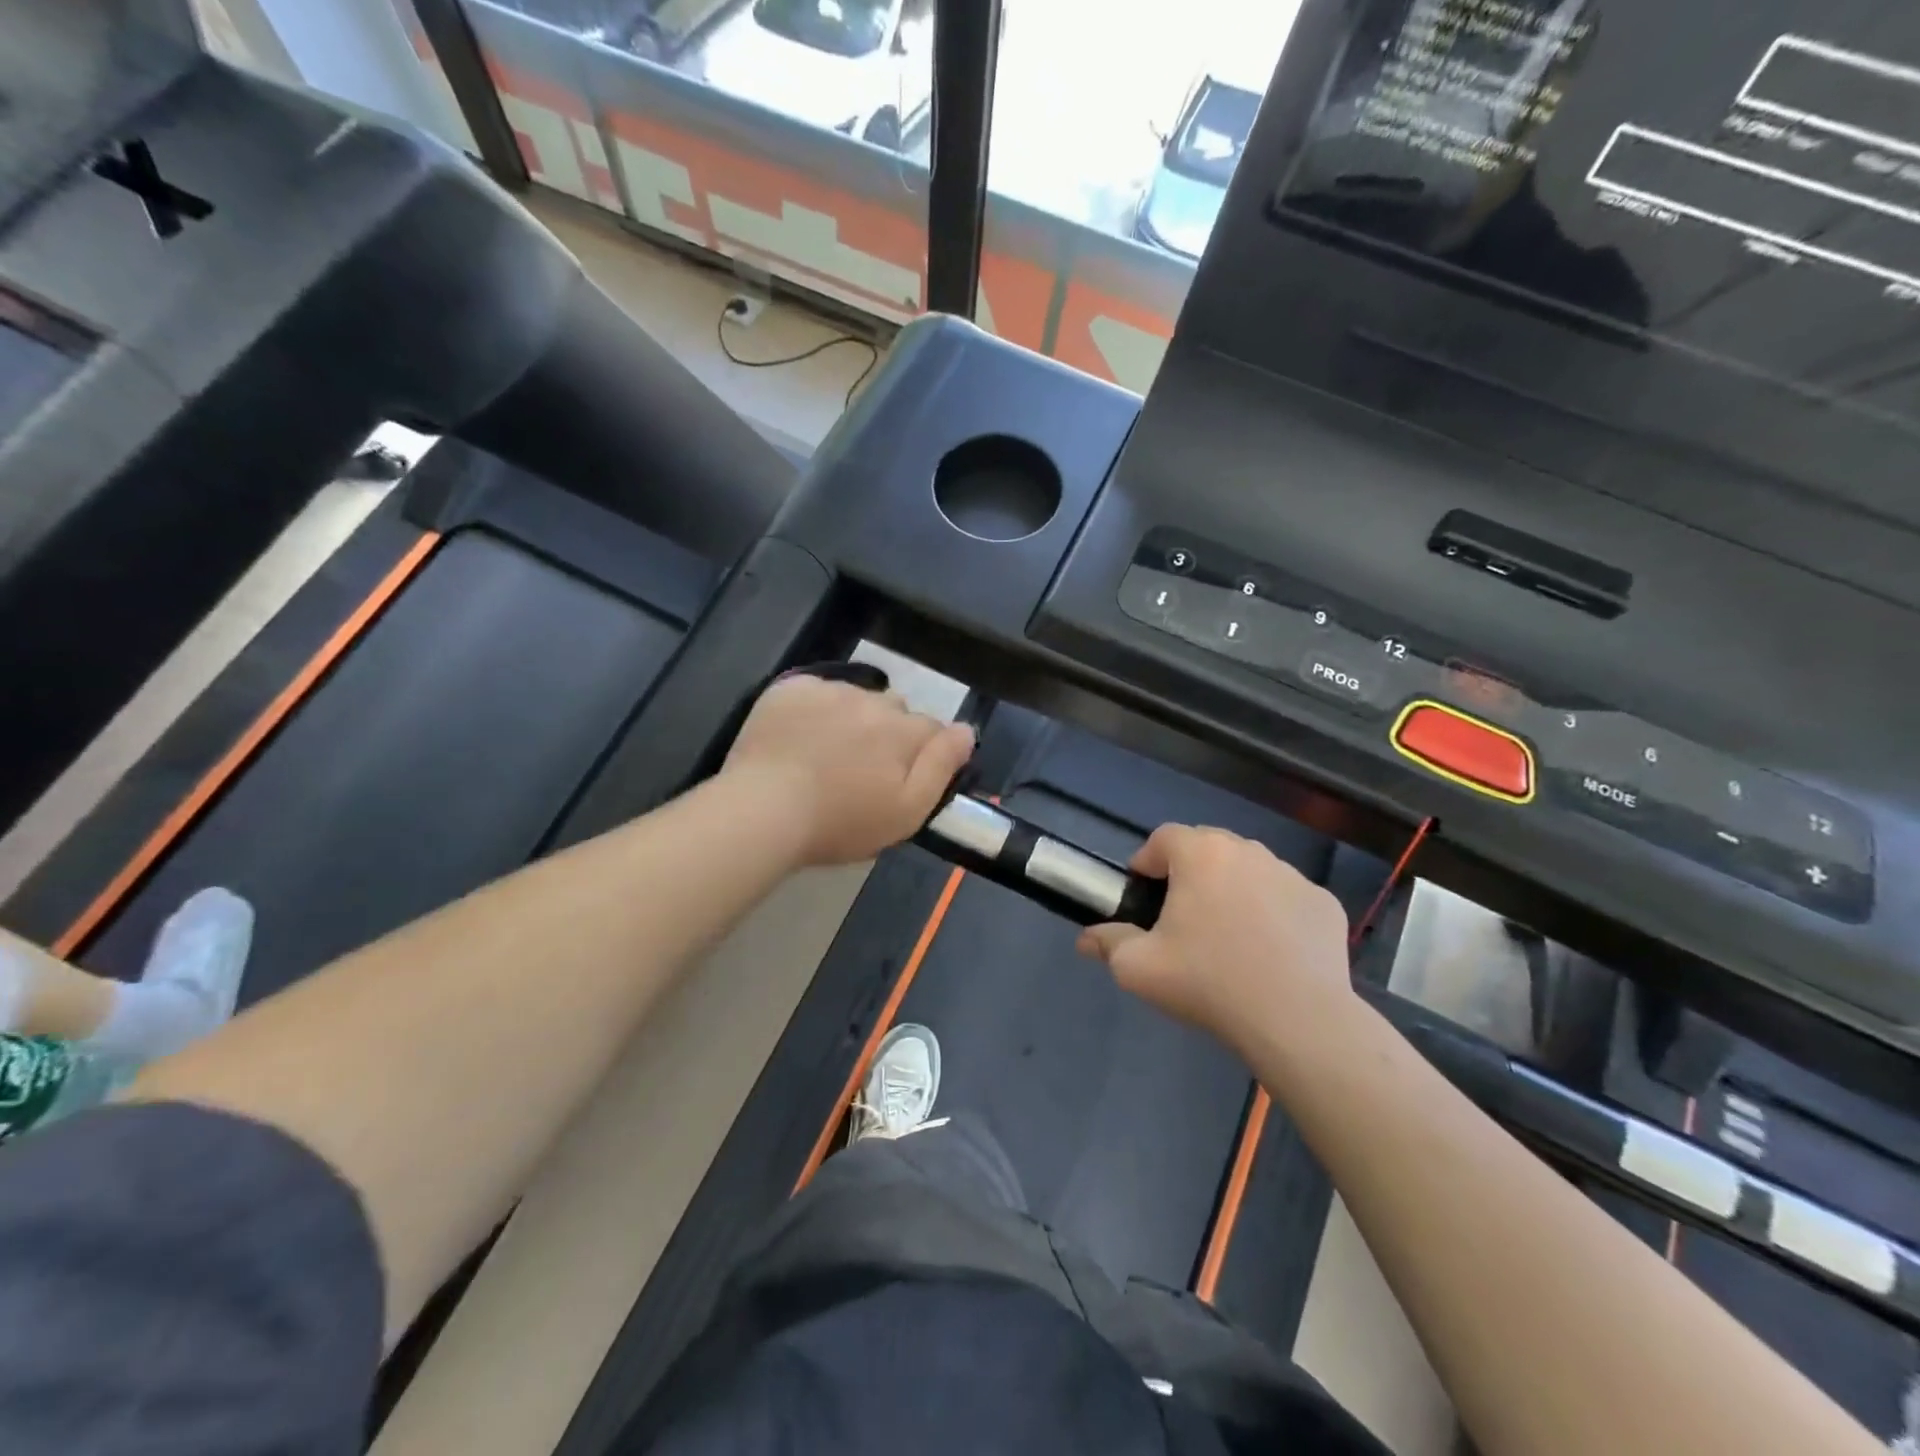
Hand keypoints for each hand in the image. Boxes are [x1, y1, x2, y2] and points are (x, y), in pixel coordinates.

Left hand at [723, 674, 975, 866]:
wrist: (764, 810)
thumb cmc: (841, 822)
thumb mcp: (908, 811)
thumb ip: (942, 766)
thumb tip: (968, 730)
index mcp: (903, 731)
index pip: (932, 730)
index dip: (922, 755)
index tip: (900, 780)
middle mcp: (872, 700)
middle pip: (894, 710)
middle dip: (887, 734)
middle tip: (861, 771)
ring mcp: (829, 690)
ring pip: (856, 697)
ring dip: (852, 718)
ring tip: (826, 755)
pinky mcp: (791, 688)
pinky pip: (817, 690)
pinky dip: (816, 707)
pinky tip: (800, 736)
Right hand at [1077, 825, 1352, 1055]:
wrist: (1298, 1021)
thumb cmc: (1209, 983)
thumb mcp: (1139, 968)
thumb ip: (1108, 943)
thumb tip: (1086, 939)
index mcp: (1201, 855)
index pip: (1164, 837)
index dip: (1147, 860)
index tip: (1144, 893)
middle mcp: (1248, 851)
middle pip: (1208, 847)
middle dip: (1190, 871)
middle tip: (1182, 915)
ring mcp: (1292, 875)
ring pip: (1250, 869)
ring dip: (1233, 888)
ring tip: (1228, 934)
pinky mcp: (1324, 903)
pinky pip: (1286, 897)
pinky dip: (1273, 912)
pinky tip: (1271, 952)